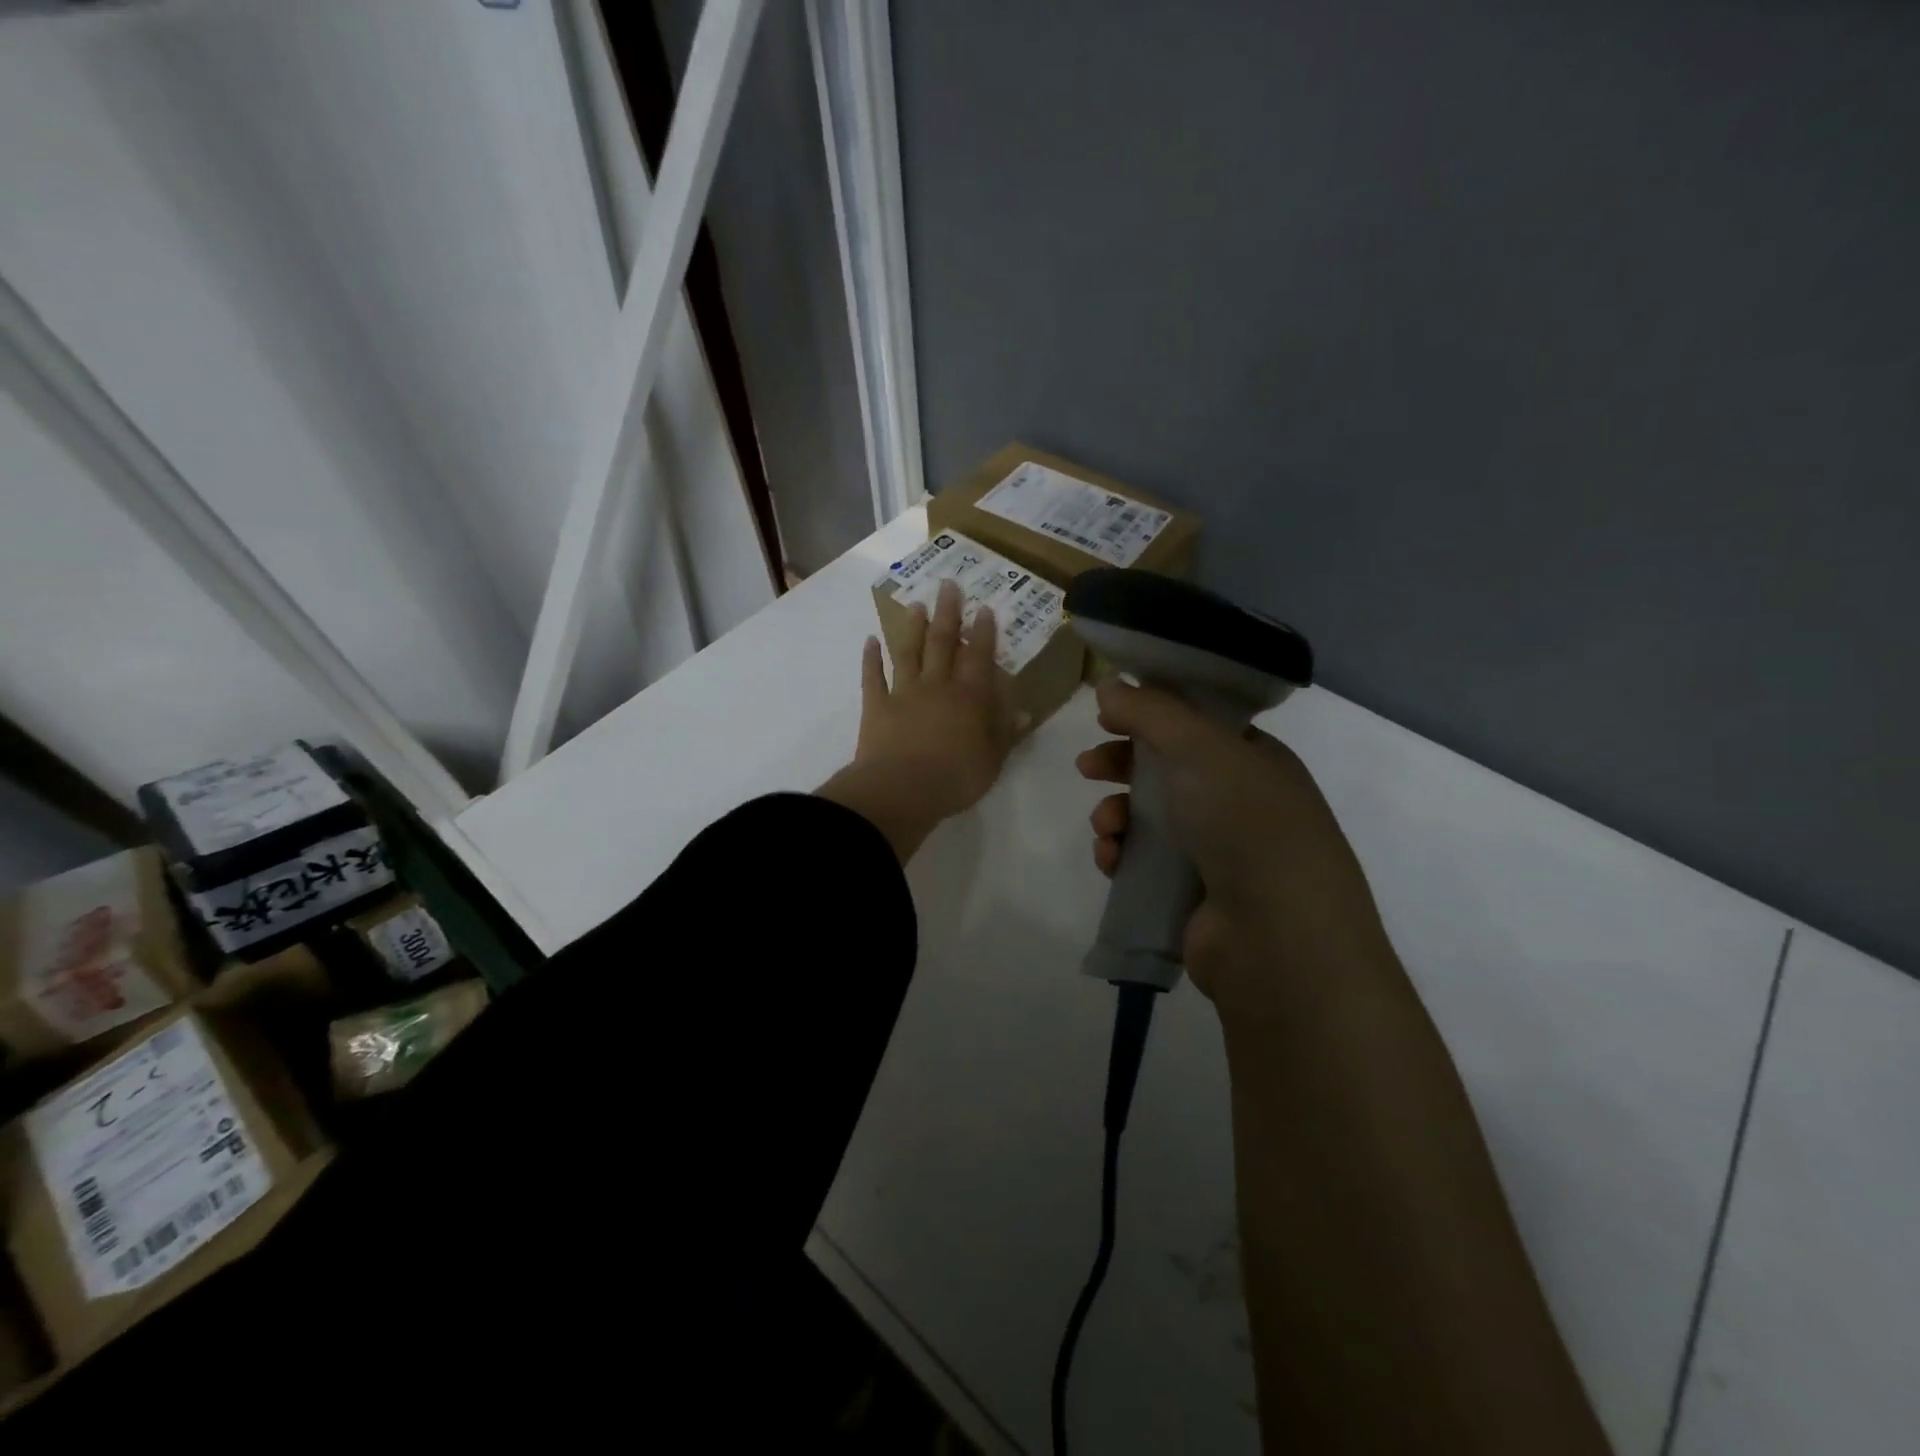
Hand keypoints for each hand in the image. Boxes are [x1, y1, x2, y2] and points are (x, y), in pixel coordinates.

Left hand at [819, 578, 1018, 860]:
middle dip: (947, 613)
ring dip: (912, 628)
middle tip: (948, 585)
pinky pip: (872, 677)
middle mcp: (937, 686)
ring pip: (908, 652)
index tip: (983, 608)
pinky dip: (870, 659)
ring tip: (916, 605)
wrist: (902, 790)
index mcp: (969, 697)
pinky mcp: (876, 707)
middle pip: (942, 643)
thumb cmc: (956, 777)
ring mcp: (903, 693)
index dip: (983, 631)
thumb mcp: (993, 759)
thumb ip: (1006, 732)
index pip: (979, 656)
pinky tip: (870, 642)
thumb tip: (1024, 710)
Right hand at [1076, 678, 1396, 1020]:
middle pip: (1165, 771)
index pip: (1195, 725)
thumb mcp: (1202, 749)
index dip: (1150, 715)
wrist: (1278, 938)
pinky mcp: (1190, 896)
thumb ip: (1151, 712)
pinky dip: (1121, 856)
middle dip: (1121, 765)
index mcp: (1254, 761)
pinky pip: (1143, 863)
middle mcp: (1238, 803)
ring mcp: (1216, 852)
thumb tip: (1109, 684)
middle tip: (1088, 767)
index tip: (1108, 715)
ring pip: (1148, 819)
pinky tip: (1110, 859)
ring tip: (1106, 826)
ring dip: (1116, 814)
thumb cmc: (1247, 824)